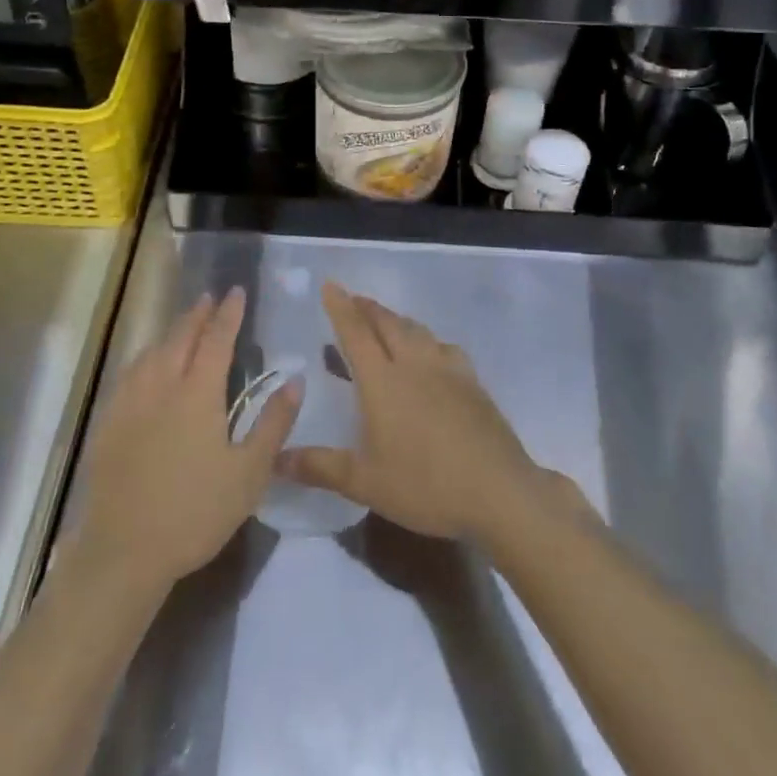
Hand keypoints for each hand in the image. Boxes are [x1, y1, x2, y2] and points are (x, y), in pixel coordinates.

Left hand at [74, 289, 300, 592]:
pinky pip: (129, 374)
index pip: (217, 340)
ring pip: (151, 352)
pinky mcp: (109, 423)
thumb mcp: (249, 473)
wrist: (124, 551)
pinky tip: (146, 366)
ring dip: (171, 333)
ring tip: (182, 325)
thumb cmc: (195, 512)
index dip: (228, 314)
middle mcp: (162, 386)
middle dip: (197, 315)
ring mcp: (130, 403)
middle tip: (209, 298)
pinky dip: (145, 357)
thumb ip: (274, 423)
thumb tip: (295, 380)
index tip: (236, 291)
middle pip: (180, 338)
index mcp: (198, 393)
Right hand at [279, 282, 554, 542]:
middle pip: (387, 323)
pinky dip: (428, 340)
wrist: (499, 490)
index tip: (330, 285)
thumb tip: (277, 460)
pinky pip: (444, 347)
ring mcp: (447, 369)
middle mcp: (413, 364)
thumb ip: (321, 467)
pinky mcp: (472, 382)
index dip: (340, 308)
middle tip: (354, 299)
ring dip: (396, 319)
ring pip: (416, 330)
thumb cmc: (425, 485)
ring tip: (385, 320)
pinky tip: (432, 352)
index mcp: (383, 381)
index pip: (355, 333)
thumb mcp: (366, 483)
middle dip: (367, 307)